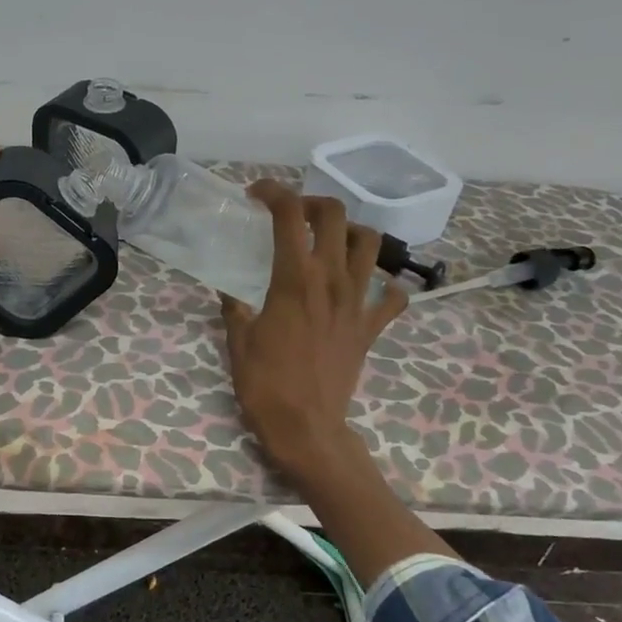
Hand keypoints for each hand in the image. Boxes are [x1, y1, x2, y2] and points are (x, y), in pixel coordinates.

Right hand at [221, 183, 407, 491]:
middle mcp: (332, 280)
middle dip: (312, 204)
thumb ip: (234, 308)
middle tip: (292, 216)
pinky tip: (366, 288)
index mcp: (294, 279)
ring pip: (370, 244)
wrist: (307, 428)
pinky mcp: (371, 327)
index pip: (288, 215)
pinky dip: (385, 285)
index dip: (273, 193)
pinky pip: (392, 297)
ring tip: (329, 242)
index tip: (256, 195)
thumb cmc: (265, 384)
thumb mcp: (238, 341)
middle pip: (335, 215)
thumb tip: (229, 291)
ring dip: (350, 232)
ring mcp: (358, 302)